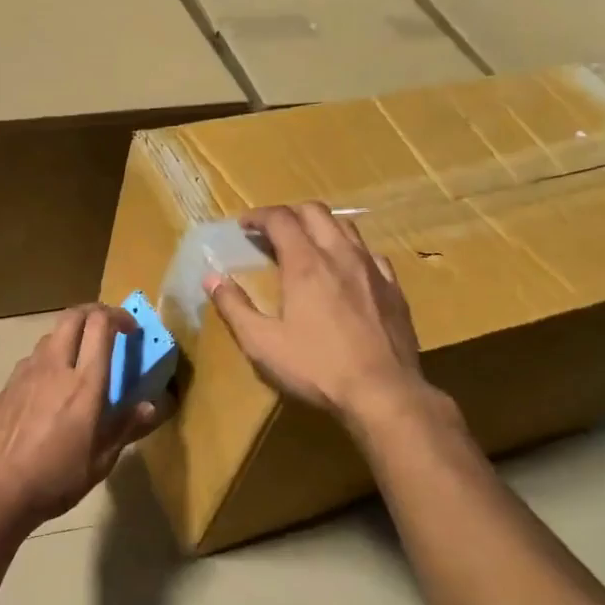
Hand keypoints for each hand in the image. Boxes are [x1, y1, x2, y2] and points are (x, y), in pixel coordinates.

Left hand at [0, 303, 163, 529]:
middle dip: (93, 312)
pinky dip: (50, 356)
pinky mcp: (8, 385)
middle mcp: (54, 367)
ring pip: (50, 335)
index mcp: (83, 384)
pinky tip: (52, 384)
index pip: (99, 326)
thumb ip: (127, 426)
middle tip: (108, 328)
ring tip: (81, 357)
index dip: (118, 317)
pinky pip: (33, 357)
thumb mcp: (101, 460)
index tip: (131, 329)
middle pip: (72, 316)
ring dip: (71, 334)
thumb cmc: (56, 478)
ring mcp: (26, 373)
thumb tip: (152, 406)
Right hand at [204, 203, 434, 430]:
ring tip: (306, 245)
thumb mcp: (261, 343)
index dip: (258, 216)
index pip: (280, 219)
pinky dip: (349, 251)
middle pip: (315, 212)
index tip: (244, 226)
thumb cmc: (315, 368)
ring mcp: (372, 269)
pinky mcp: (393, 288)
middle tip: (271, 232)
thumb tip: (212, 279)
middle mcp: (340, 255)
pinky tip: (345, 271)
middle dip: (289, 214)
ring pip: (346, 227)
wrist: (382, 392)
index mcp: (305, 264)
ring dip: (321, 226)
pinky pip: (370, 254)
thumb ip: (234, 307)